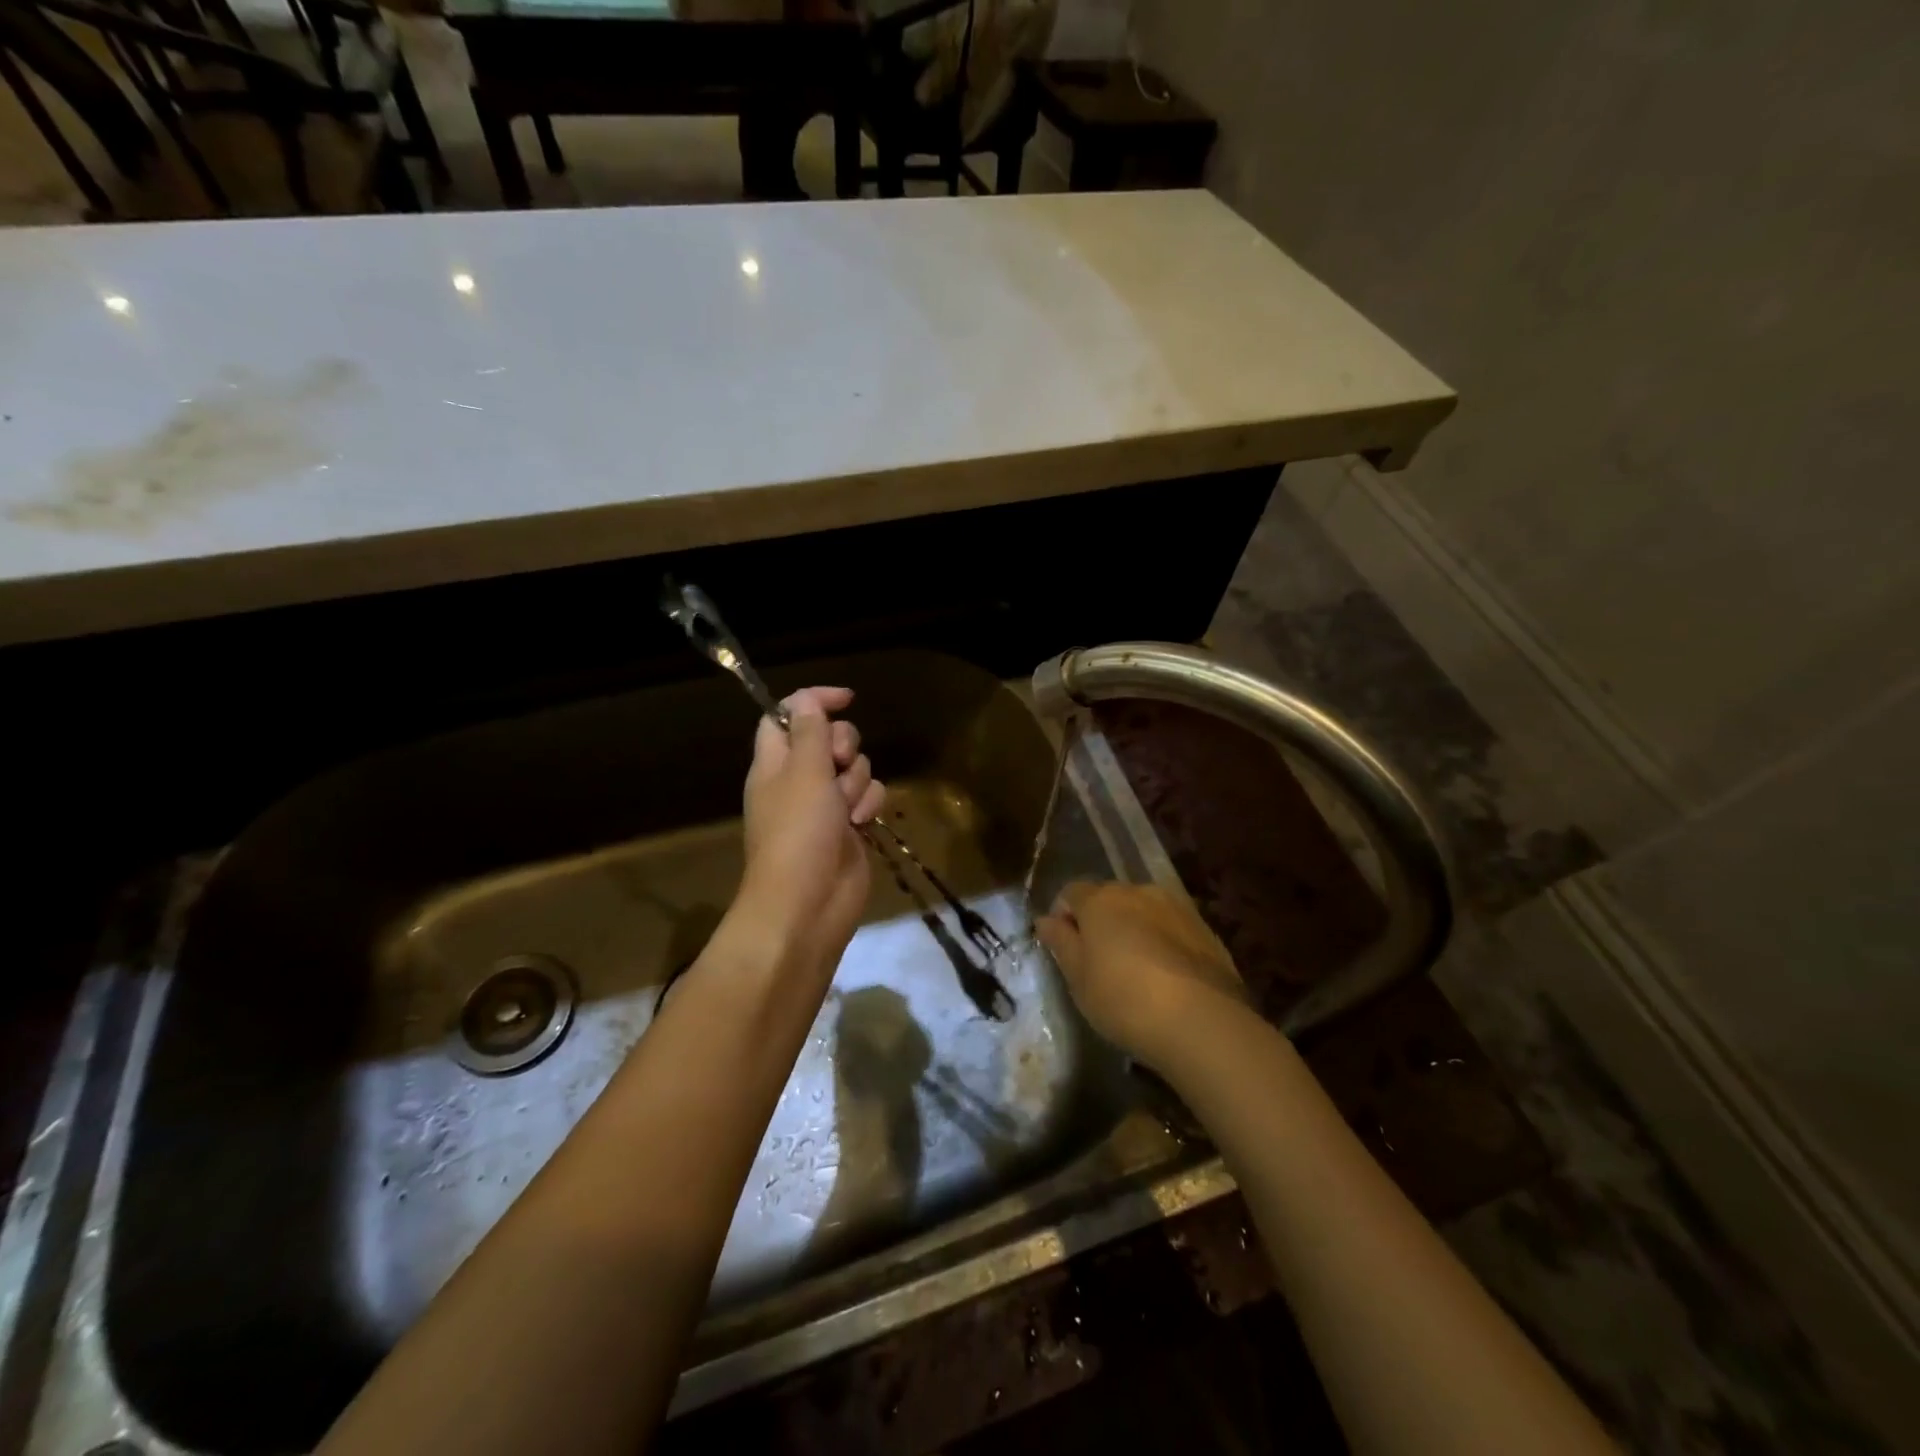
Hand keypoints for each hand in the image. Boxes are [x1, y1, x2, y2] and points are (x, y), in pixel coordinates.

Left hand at [734, 687, 885, 983]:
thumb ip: (810, 731)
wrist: (808, 903)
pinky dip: (868, 805)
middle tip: (836, 765)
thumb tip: (807, 699)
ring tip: (846, 809)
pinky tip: (861, 823)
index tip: (847, 699)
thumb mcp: (804, 772)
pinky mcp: (850, 826)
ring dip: (856, 782)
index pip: (788, 715)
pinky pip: (868, 797)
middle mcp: (799, 780)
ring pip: (855, 768)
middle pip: (829, 738)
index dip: (814, 701)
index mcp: (775, 762)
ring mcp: (826, 805)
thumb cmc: (798, 832)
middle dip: (843, 746)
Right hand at [1036, 882, 1249, 1071]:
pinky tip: (1164, 976)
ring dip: (1132, 929)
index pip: (1070, 892)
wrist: (1201, 1021)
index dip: (1063, 916)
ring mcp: (1176, 907)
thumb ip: (1060, 942)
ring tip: (1134, 970)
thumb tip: (1045, 919)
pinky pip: (1170, 927)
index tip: (1064, 948)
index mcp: (1101, 899)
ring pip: (1142, 910)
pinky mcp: (1204, 928)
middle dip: (1099, 921)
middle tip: (1098, 962)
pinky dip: (1161, 941)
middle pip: (1109, 898)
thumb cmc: (1124, 999)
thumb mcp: (1079, 978)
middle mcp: (1138, 891)